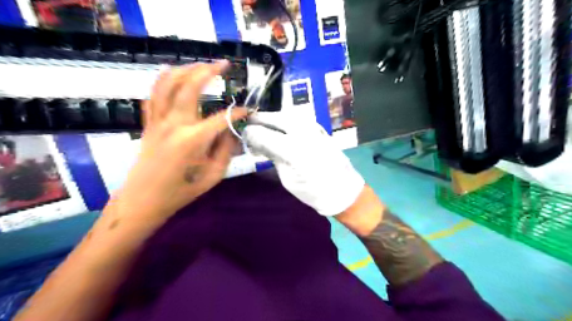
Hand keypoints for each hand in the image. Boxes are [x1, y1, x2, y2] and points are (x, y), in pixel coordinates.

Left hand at [116, 62, 246, 221]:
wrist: (143, 200)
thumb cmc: (181, 192)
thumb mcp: (213, 175)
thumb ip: (225, 149)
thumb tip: (232, 130)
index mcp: (193, 140)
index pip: (222, 118)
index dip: (239, 113)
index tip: (249, 110)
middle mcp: (174, 124)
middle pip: (190, 87)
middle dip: (208, 71)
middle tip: (224, 64)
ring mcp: (158, 121)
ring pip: (167, 84)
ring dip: (185, 69)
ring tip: (201, 64)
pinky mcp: (149, 123)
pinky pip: (153, 95)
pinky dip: (162, 80)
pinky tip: (171, 73)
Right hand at [243, 111, 362, 215]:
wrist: (343, 189)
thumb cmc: (313, 190)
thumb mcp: (287, 178)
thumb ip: (272, 155)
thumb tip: (256, 141)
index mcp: (292, 148)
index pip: (261, 132)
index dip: (248, 134)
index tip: (244, 140)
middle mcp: (302, 131)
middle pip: (272, 117)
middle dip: (258, 122)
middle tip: (251, 132)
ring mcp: (313, 126)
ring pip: (283, 114)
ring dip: (271, 121)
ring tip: (264, 132)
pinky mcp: (318, 126)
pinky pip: (295, 118)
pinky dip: (283, 122)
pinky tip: (280, 131)